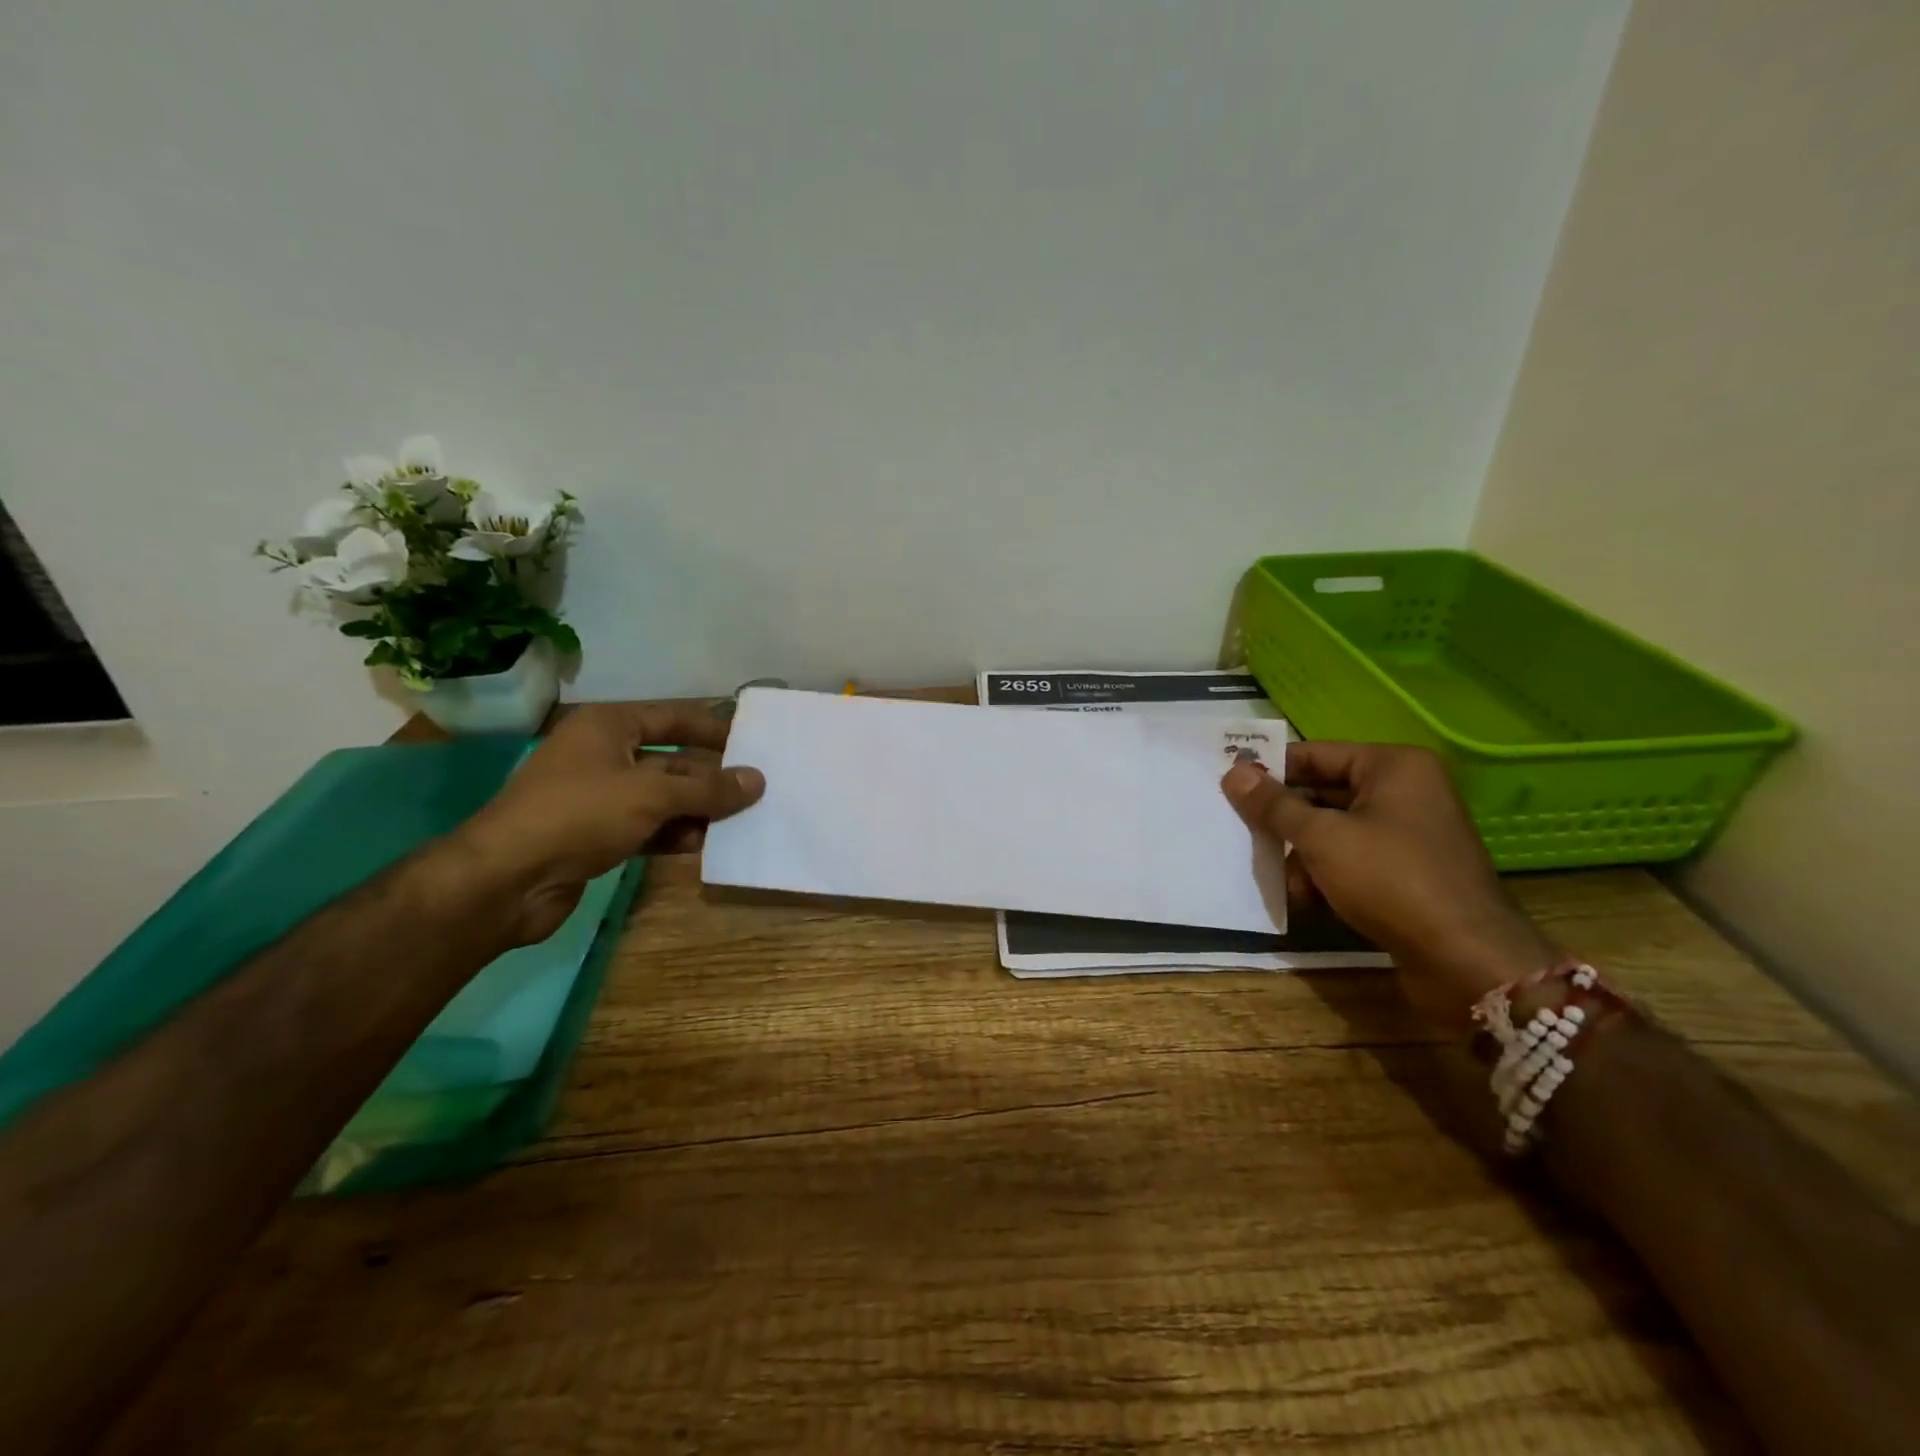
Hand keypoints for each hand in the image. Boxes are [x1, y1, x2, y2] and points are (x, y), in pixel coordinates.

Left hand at [456, 703, 765, 944]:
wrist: (505, 880)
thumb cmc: (579, 815)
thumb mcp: (652, 794)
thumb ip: (708, 788)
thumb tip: (757, 780)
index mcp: (609, 727)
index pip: (672, 717)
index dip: (712, 729)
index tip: (752, 743)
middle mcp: (603, 755)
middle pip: (671, 760)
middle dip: (710, 778)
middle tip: (756, 790)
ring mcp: (598, 797)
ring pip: (661, 797)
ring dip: (697, 810)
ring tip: (742, 822)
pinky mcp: (596, 835)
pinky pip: (647, 827)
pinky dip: (674, 834)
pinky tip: (705, 846)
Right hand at [1221, 742, 1556, 1030]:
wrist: (1465, 960)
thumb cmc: (1390, 880)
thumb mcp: (1321, 838)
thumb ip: (1273, 805)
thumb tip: (1233, 772)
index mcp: (1393, 767)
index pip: (1315, 754)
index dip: (1271, 770)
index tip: (1229, 786)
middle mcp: (1405, 791)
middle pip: (1323, 794)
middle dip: (1286, 822)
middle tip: (1246, 836)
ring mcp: (1409, 834)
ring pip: (1334, 831)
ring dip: (1303, 856)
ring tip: (1289, 884)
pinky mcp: (1408, 872)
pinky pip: (1353, 859)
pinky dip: (1327, 876)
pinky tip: (1310, 900)